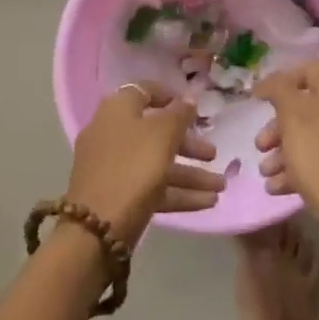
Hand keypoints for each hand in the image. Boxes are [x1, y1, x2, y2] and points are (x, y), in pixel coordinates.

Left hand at [66, 83, 223, 244]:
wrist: (97, 228)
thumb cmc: (133, 167)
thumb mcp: (163, 134)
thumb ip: (179, 114)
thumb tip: (189, 98)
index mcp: (118, 110)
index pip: (144, 91)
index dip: (170, 97)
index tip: (195, 108)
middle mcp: (112, 133)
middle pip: (155, 132)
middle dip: (188, 144)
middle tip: (213, 154)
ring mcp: (113, 166)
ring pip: (157, 163)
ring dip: (190, 173)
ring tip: (221, 186)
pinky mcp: (118, 195)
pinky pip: (152, 187)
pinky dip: (178, 192)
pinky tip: (208, 202)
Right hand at [256, 62, 318, 277]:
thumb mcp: (292, 119)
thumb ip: (278, 91)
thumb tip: (272, 81)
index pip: (303, 71)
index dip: (275, 85)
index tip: (253, 103)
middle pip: (309, 105)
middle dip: (279, 127)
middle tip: (260, 146)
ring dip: (288, 150)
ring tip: (268, 174)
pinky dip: (308, 164)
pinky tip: (282, 188)